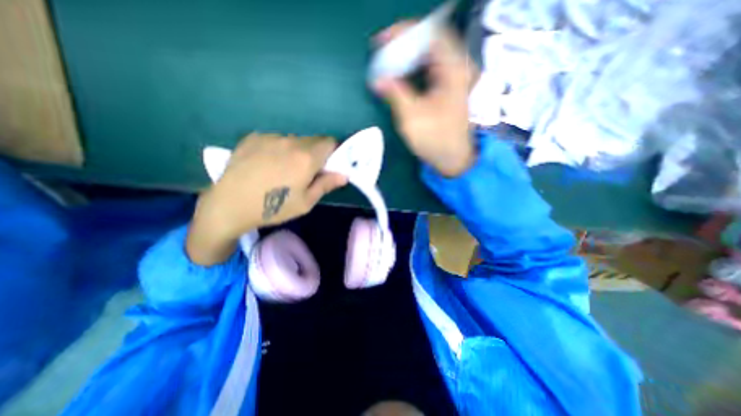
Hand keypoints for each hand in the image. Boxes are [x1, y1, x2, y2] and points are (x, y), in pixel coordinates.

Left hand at [185, 134, 346, 264]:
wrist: (229, 205)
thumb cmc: (273, 208)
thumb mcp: (305, 202)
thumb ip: (326, 184)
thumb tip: (344, 175)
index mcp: (306, 158)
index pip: (330, 142)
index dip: (333, 152)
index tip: (328, 165)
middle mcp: (290, 142)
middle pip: (313, 140)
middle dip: (315, 153)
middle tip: (306, 171)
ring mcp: (270, 137)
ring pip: (294, 140)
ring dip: (296, 151)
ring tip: (282, 169)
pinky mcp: (253, 137)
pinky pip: (275, 140)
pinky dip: (278, 149)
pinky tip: (266, 164)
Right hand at [374, 21, 477, 176]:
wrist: (453, 158)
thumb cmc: (435, 140)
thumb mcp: (412, 117)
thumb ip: (395, 93)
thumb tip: (377, 80)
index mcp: (452, 70)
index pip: (429, 34)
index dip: (404, 32)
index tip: (382, 40)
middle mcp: (456, 67)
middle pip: (429, 41)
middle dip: (403, 44)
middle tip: (382, 52)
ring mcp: (453, 77)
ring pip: (428, 54)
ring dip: (407, 56)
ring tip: (387, 62)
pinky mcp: (447, 87)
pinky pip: (429, 67)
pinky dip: (413, 68)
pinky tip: (400, 74)